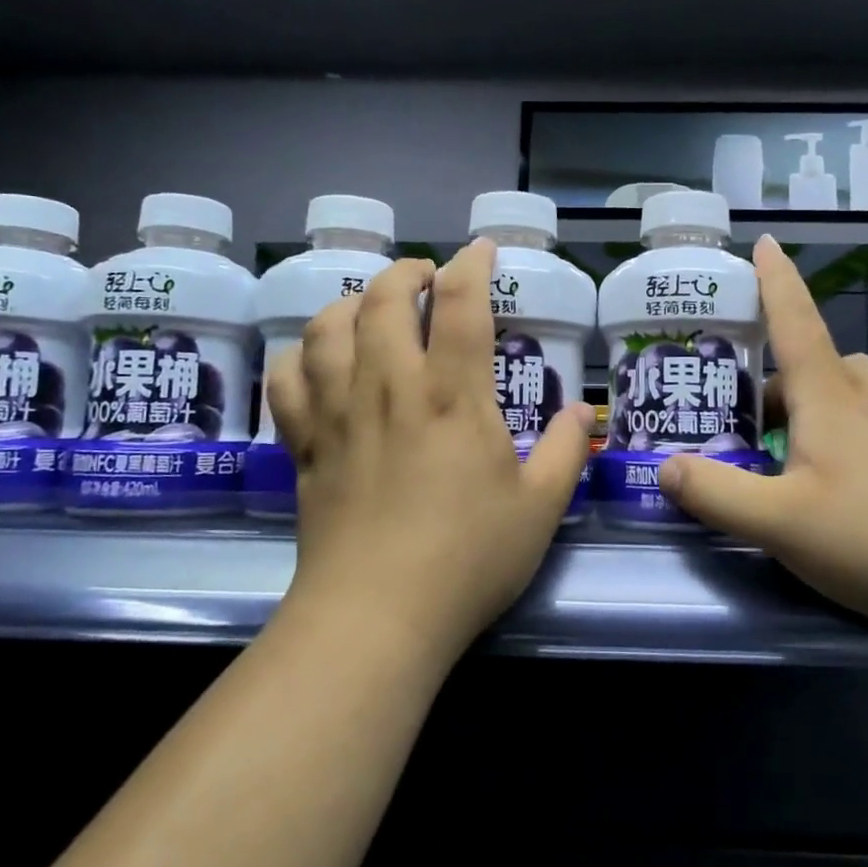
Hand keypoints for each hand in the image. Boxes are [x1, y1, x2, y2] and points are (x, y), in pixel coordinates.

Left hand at [265, 240, 595, 659]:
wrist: (378, 616)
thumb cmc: (468, 559)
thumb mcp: (541, 508)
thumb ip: (566, 451)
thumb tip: (580, 413)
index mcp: (453, 396)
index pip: (461, 304)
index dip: (472, 265)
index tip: (481, 251)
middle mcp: (390, 387)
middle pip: (385, 299)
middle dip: (406, 273)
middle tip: (425, 278)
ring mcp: (340, 412)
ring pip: (329, 326)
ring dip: (352, 302)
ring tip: (371, 309)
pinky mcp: (306, 444)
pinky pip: (287, 378)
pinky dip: (300, 355)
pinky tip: (317, 360)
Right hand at [657, 236, 867, 637]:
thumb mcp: (780, 527)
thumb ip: (717, 495)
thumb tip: (665, 467)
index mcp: (832, 398)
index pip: (793, 322)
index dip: (774, 282)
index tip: (766, 242)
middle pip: (824, 368)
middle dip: (793, 393)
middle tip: (778, 448)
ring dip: (841, 411)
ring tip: (838, 469)